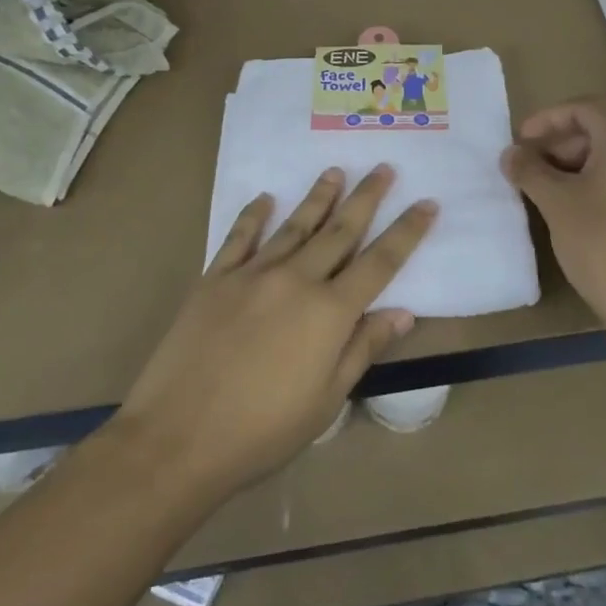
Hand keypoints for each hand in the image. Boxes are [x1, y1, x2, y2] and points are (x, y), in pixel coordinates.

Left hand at [110, 166, 435, 504]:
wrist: (178, 437)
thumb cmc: (262, 431)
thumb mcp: (326, 401)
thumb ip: (363, 349)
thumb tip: (402, 312)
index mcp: (329, 312)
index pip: (380, 262)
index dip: (407, 232)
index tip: (427, 203)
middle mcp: (296, 280)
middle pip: (340, 230)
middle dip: (366, 198)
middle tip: (384, 168)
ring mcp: (252, 274)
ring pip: (294, 225)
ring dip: (319, 197)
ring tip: (335, 171)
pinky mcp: (214, 279)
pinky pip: (239, 237)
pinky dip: (254, 216)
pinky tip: (264, 198)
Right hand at [500, 99, 605, 361]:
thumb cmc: (602, 243)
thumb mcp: (556, 201)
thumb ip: (529, 169)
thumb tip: (510, 153)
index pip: (582, 109)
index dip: (545, 120)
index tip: (518, 140)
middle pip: (603, 126)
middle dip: (562, 140)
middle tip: (531, 163)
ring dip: (581, 159)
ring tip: (549, 184)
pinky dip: (604, 175)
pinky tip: (579, 201)